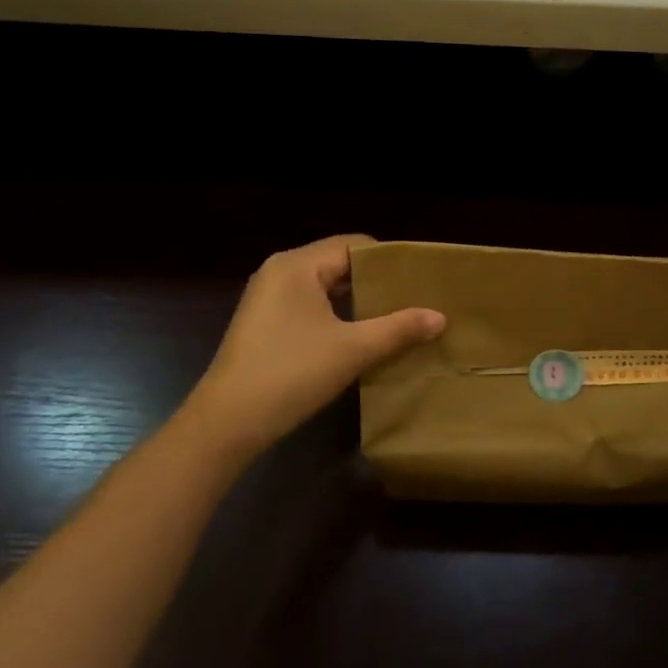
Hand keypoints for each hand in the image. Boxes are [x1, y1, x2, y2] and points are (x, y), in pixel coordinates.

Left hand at [179, 235, 444, 457]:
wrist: (227, 422)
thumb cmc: (291, 373)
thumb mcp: (353, 350)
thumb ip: (398, 329)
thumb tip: (440, 317)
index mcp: (297, 265)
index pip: (353, 245)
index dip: (389, 260)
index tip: (420, 279)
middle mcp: (279, 272)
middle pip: (338, 263)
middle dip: (375, 282)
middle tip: (413, 299)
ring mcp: (267, 298)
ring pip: (323, 287)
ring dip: (357, 301)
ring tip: (395, 318)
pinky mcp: (263, 324)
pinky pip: (308, 306)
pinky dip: (336, 315)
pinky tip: (360, 337)